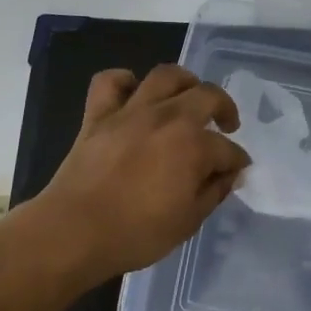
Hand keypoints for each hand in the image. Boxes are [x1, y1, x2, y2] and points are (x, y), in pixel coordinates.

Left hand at [32, 64, 250, 283]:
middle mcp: (168, 118)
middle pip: (207, 96)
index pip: (228, 150)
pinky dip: (124, 81)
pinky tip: (133, 93)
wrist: (74, 232)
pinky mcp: (98, 115)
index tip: (236, 172)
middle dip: (225, 108)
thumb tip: (229, 174)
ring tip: (188, 97)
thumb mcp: (188, 222)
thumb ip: (214, 192)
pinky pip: (110, 81)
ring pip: (165, 75)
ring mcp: (131, 111)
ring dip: (185, 81)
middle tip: (226, 125)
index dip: (236, 161)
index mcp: (194, 146)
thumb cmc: (136, 234)